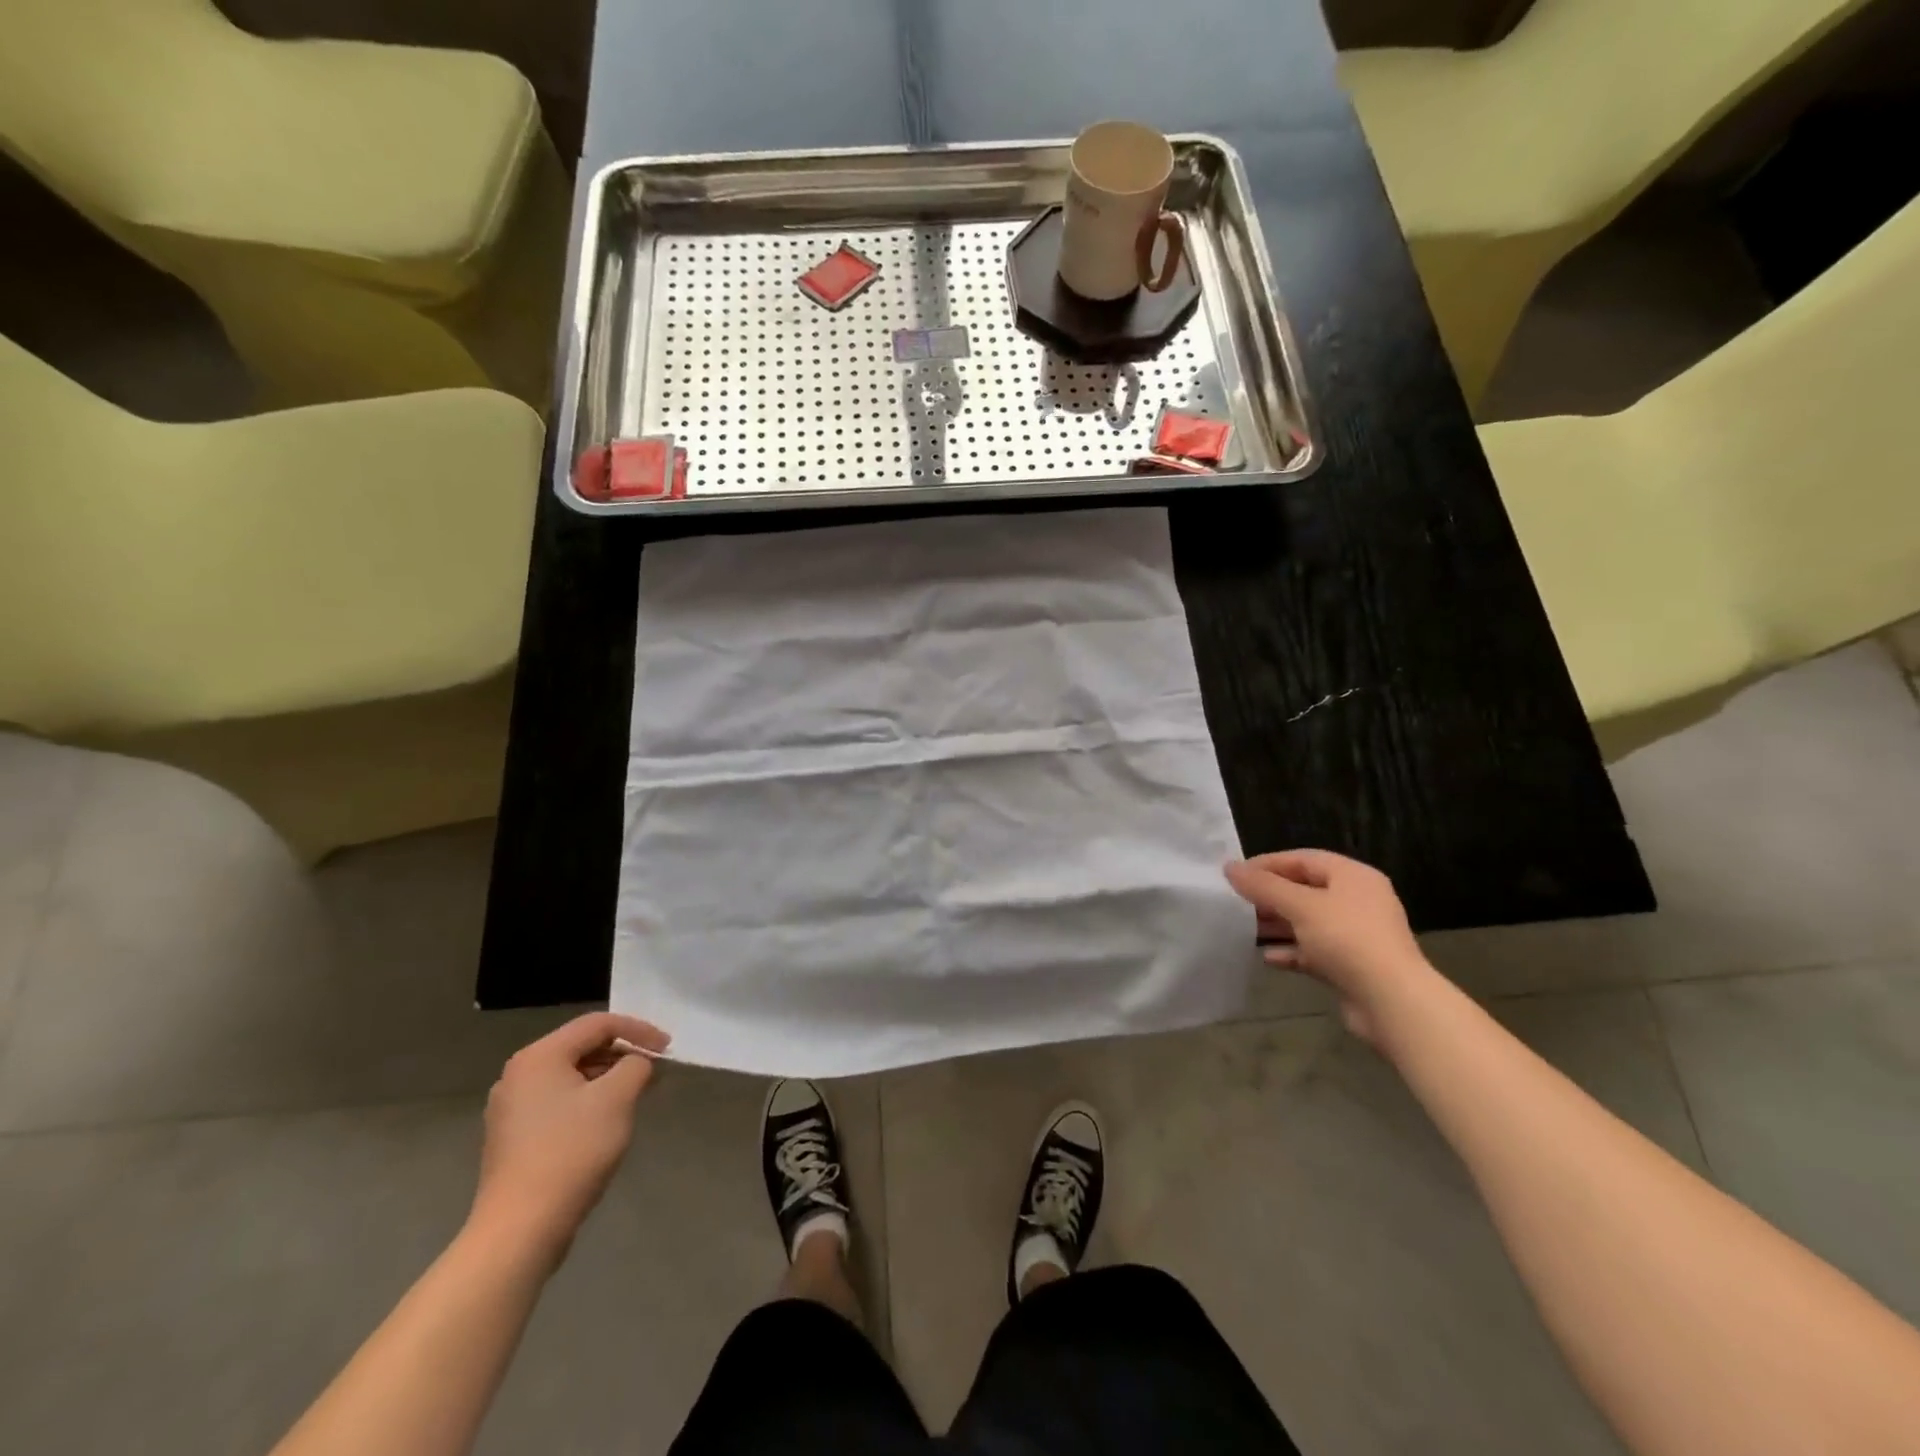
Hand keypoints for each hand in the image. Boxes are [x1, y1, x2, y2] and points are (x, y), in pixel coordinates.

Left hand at [469, 1012, 670, 1265]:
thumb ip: (636, 1066)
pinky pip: (558, 1102)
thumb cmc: (571, 1151)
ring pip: (571, 1076)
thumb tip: (637, 1063)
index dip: (638, 1030)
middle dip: (623, 1055)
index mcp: (538, 1057)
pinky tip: (606, 1122)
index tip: (668, 1048)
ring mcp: (510, 1109)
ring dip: (607, 1079)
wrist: (520, 1229)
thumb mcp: (617, 1099)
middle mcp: (518, 1075)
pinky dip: (588, 1101)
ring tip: (636, 1095)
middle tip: (655, 1070)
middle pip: (582, 1047)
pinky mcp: (512, 1138)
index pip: (598, 1024)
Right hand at [1224, 850, 1432, 1044]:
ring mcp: (1357, 934)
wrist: (1391, 1002)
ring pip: (1308, 921)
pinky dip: (1292, 951)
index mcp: (1353, 877)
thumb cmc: (1346, 940)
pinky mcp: (1352, 965)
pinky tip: (1268, 958)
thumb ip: (1263, 886)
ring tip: (1245, 929)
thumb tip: (1229, 867)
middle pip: (1305, 890)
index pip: (1303, 859)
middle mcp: (1358, 900)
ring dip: (1277, 924)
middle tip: (1236, 903)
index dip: (1267, 864)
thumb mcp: (1300, 906)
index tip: (1235, 875)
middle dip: (1270, 896)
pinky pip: (1315, 950)